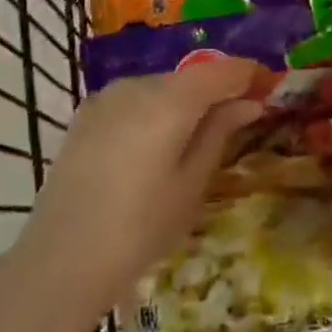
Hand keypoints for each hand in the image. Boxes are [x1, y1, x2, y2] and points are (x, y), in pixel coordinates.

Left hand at [11, 59, 264, 322]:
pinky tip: (159, 143)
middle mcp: (138, 85)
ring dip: (187, 100)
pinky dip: (157, 110)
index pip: (223, 69)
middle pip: (192, 76)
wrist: (60, 262)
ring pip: (163, 87)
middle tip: (241, 115)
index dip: (250, 73)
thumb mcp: (193, 182)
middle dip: (219, 89)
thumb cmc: (140, 228)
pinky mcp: (87, 114)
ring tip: (200, 134)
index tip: (270, 87)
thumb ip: (221, 130)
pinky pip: (136, 100)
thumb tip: (249, 100)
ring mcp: (107, 97)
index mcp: (170, 100)